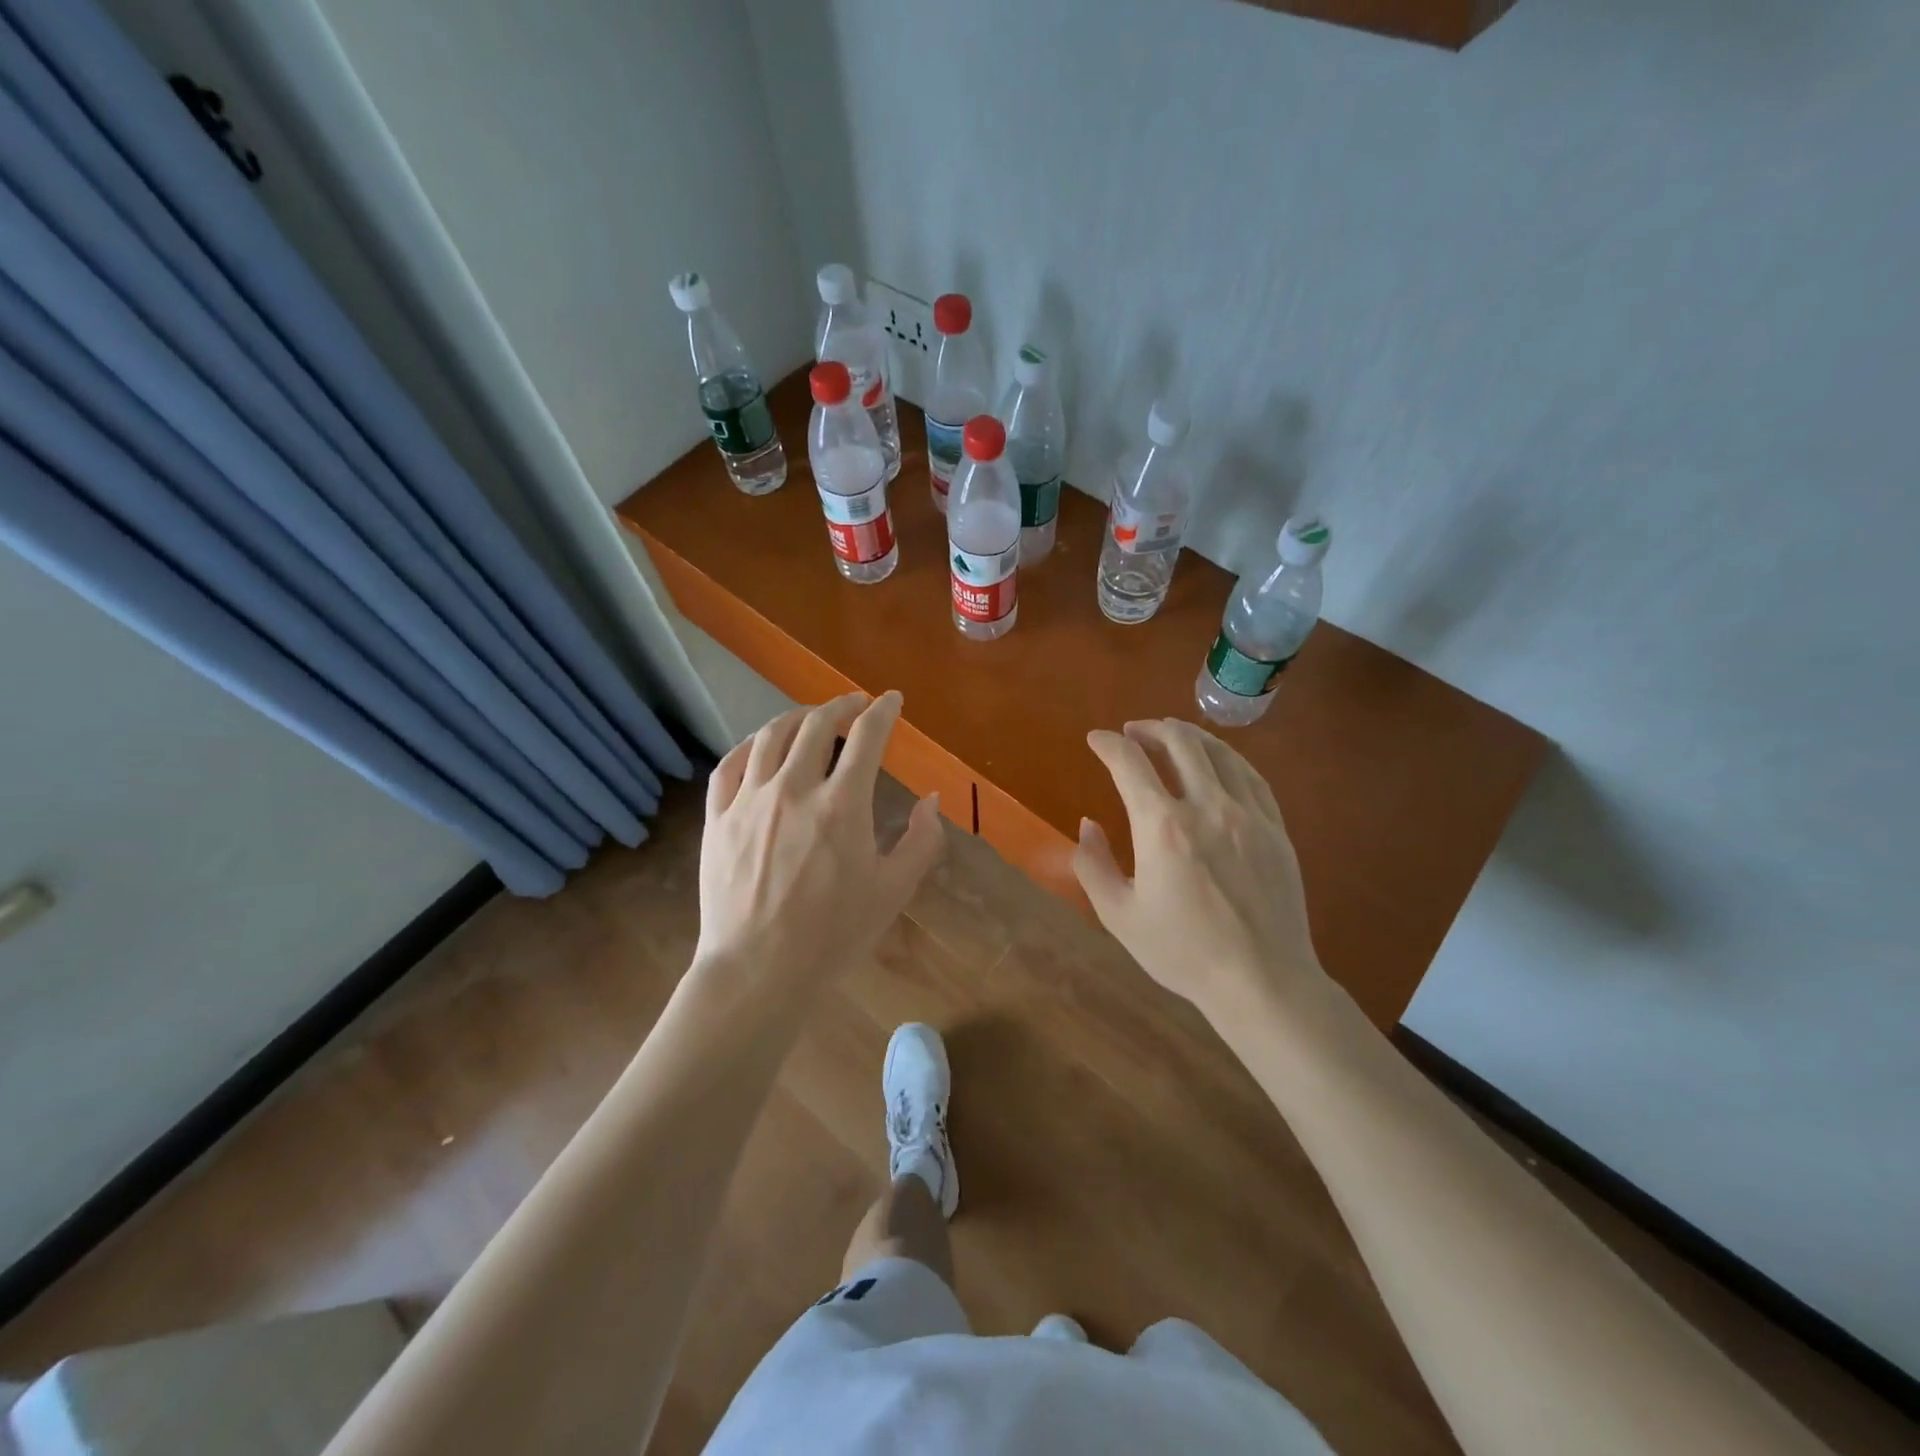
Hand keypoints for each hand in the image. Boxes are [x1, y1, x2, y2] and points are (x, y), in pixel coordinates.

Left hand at [693, 692, 943, 1002]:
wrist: (758, 970)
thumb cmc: (833, 934)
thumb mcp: (893, 890)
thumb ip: (922, 840)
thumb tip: (932, 800)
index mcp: (843, 803)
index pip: (867, 736)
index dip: (883, 711)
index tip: (891, 699)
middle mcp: (794, 788)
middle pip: (817, 724)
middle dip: (841, 704)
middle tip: (854, 704)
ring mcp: (750, 800)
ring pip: (771, 736)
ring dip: (797, 717)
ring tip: (811, 717)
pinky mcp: (718, 818)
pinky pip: (731, 764)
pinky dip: (751, 745)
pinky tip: (761, 746)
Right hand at [1075, 719, 1331, 1027]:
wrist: (1262, 980)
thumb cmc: (1183, 952)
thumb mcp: (1119, 916)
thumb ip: (1093, 865)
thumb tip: (1088, 825)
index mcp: (1162, 827)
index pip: (1130, 763)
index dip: (1108, 744)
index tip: (1095, 739)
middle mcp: (1206, 806)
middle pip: (1179, 742)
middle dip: (1150, 729)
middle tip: (1133, 732)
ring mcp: (1248, 814)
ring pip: (1218, 752)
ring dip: (1189, 735)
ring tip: (1172, 735)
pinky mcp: (1275, 828)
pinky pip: (1250, 776)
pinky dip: (1226, 758)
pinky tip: (1218, 762)